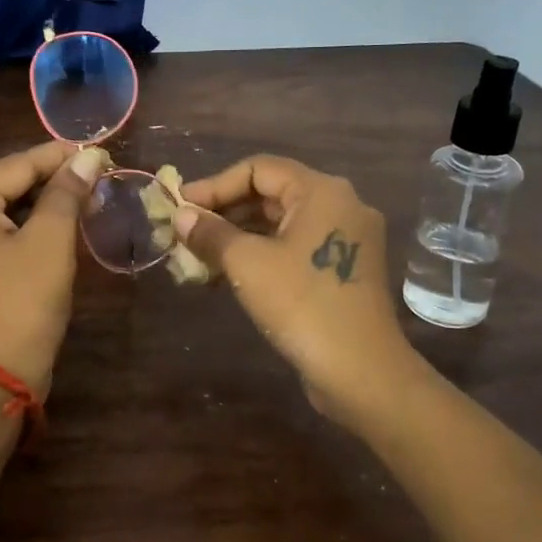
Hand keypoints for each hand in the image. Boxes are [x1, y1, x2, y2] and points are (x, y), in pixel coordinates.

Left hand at [0, 142, 107, 397]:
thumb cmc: (22, 303)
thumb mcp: (51, 242)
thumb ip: (67, 193)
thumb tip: (88, 157)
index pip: (16, 165)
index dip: (60, 157)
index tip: (98, 153)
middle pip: (2, 187)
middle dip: (49, 183)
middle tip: (93, 181)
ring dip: (36, 208)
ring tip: (79, 204)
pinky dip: (17, 232)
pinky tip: (49, 232)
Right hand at [176, 155, 431, 427]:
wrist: (362, 372)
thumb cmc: (302, 305)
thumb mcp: (247, 264)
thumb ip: (211, 233)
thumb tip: (181, 216)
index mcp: (322, 191)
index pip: (259, 169)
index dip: (214, 184)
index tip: (180, 206)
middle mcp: (340, 205)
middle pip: (271, 194)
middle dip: (224, 212)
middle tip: (185, 231)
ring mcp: (347, 239)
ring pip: (282, 224)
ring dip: (238, 236)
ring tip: (198, 256)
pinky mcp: (344, 270)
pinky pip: (295, 248)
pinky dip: (261, 255)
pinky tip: (227, 275)